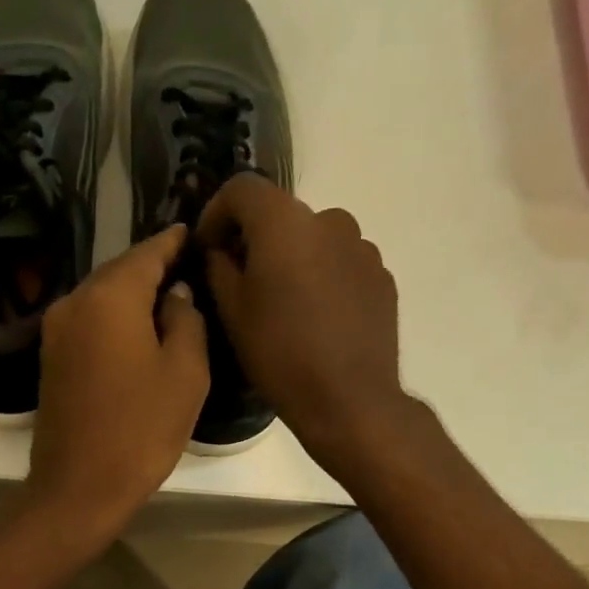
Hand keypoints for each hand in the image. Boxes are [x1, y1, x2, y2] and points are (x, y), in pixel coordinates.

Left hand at [26, 224, 208, 542]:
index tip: (195, 233)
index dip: (174, 241)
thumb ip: (186, 319)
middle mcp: (75, 301)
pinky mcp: (51, 356)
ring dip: (134, 292)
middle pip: (120, 271)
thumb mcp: (185, 372)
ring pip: (102, 295)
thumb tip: (175, 293)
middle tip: (190, 266)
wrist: (79, 486)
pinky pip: (89, 320)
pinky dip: (115, 316)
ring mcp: (56, 329)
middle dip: (153, 266)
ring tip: (170, 296)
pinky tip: (139, 328)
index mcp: (110, 296)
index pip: (147, 252)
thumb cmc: (141, 429)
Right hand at [197, 173, 410, 473]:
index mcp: (285, 223)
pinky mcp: (381, 276)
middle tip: (240, 280)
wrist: (349, 399)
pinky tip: (315, 317)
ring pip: (313, 239)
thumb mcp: (232, 312)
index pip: (242, 189)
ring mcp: (362, 248)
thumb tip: (221, 250)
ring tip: (283, 303)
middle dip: (255, 239)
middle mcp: (329, 220)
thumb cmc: (280, 354)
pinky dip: (322, 277)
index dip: (216, 212)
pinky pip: (340, 263)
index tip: (208, 248)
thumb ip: (219, 267)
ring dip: (292, 258)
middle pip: (280, 214)